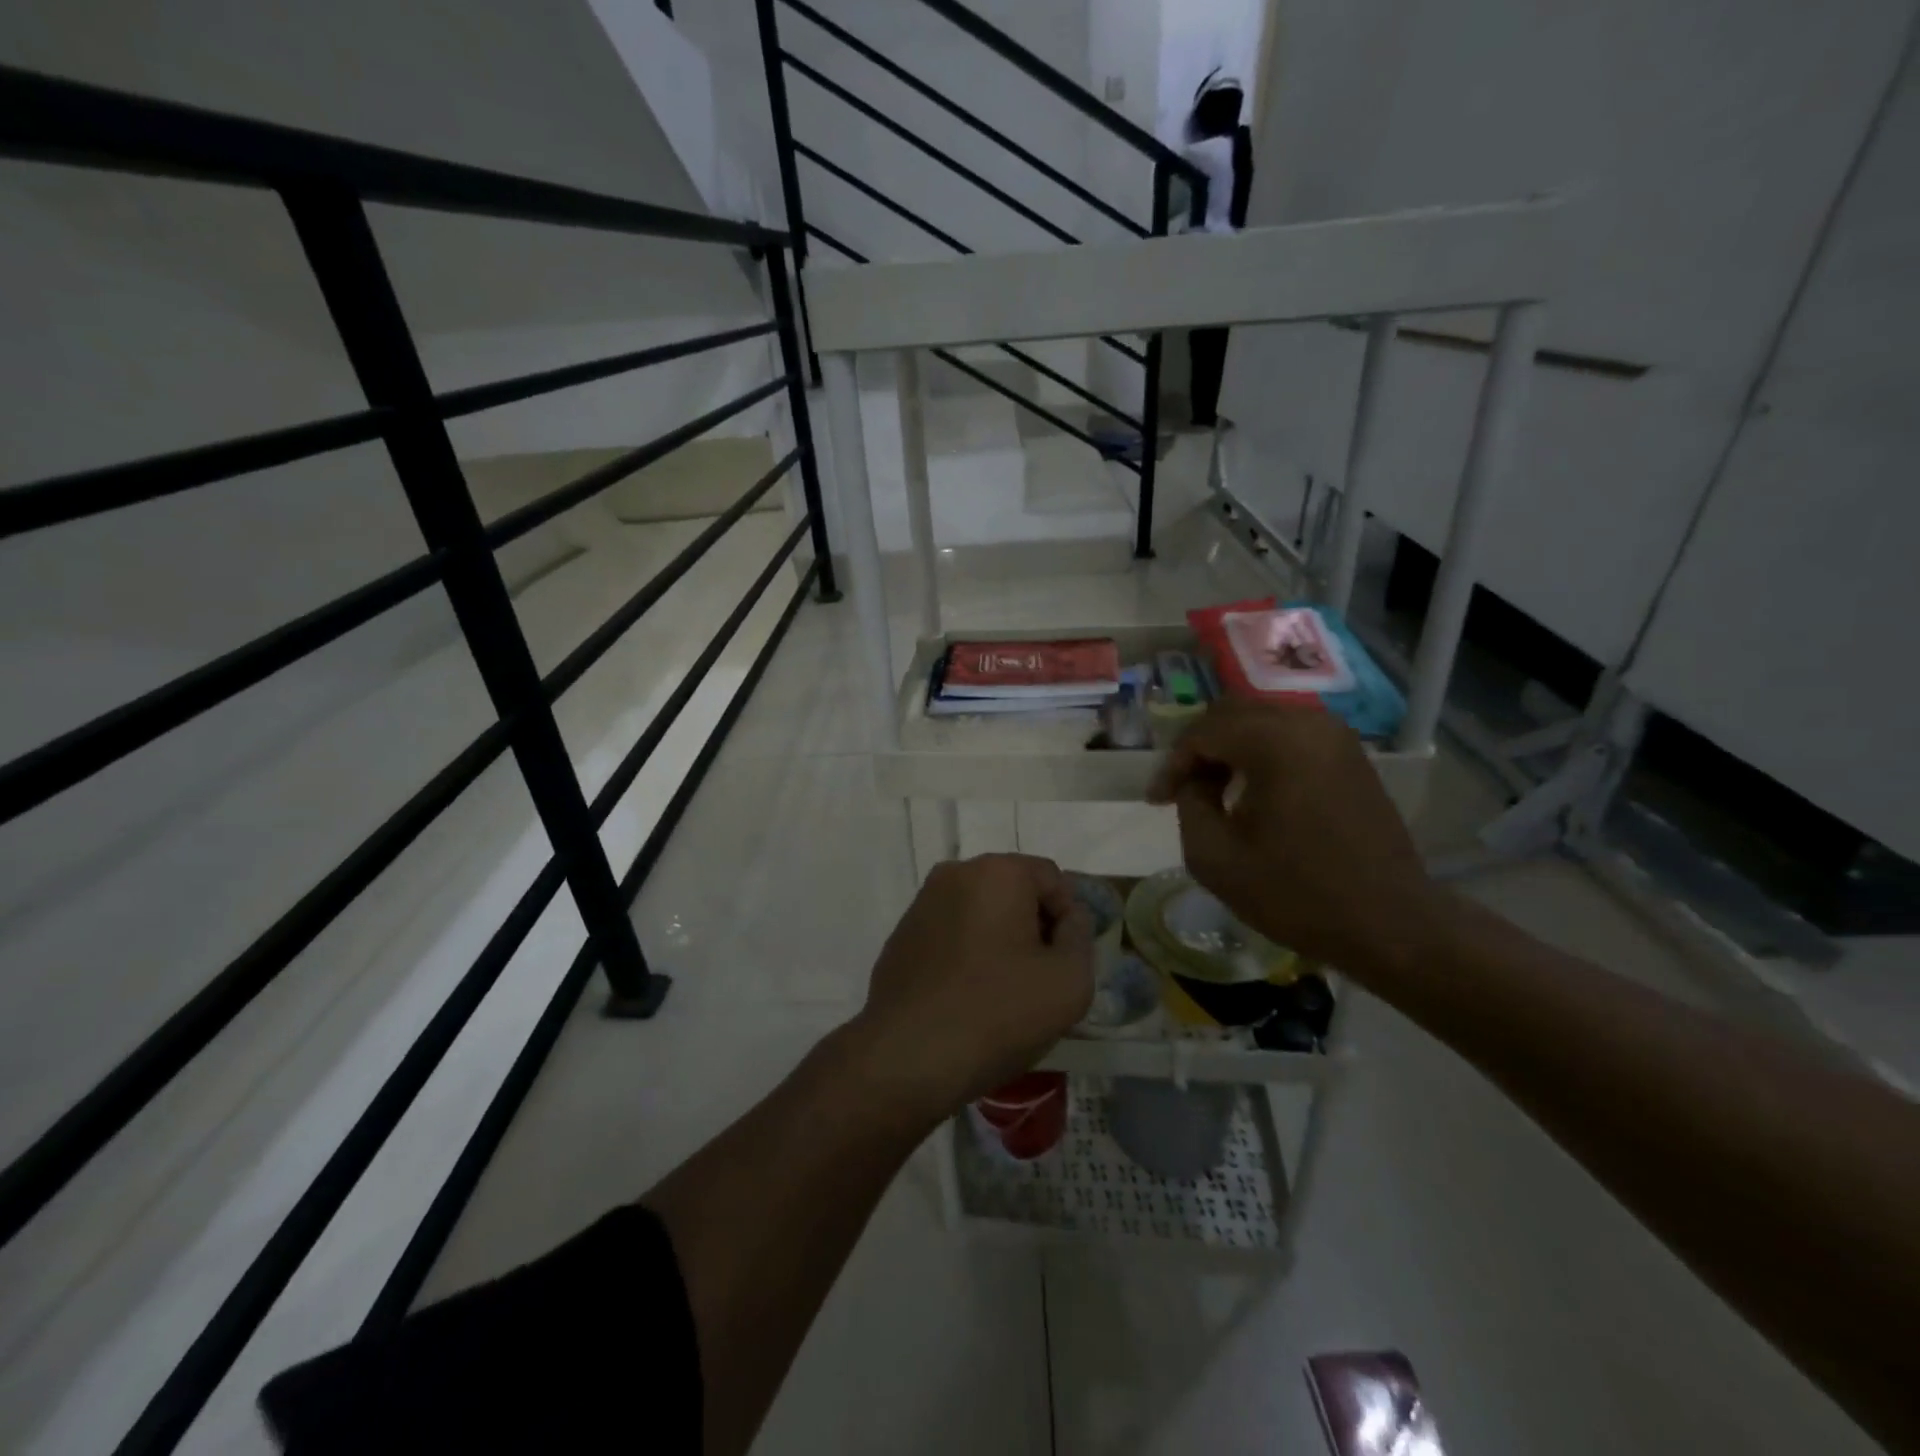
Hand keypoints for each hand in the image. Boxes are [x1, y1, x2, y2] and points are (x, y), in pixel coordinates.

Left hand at [848, 854, 1092, 1122]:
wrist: (908, 1056)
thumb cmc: (998, 1012)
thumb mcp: (1069, 980)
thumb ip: (1080, 937)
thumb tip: (1069, 918)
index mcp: (997, 872)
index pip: (1052, 879)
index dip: (1069, 919)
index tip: (1066, 963)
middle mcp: (955, 874)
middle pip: (1013, 891)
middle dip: (1033, 927)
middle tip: (1041, 978)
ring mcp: (922, 904)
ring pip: (980, 912)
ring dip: (1000, 940)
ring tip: (1005, 991)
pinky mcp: (901, 936)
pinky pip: (951, 933)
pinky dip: (967, 953)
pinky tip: (969, 997)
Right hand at [1147, 700, 1443, 979]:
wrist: (1389, 925)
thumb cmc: (1296, 894)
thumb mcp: (1214, 857)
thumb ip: (1189, 804)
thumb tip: (1196, 782)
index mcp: (1275, 742)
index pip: (1203, 732)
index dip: (1172, 764)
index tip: (1155, 801)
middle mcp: (1308, 723)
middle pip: (1233, 712)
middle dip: (1199, 747)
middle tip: (1180, 787)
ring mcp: (1336, 736)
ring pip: (1263, 719)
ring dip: (1230, 746)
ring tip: (1212, 787)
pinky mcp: (1352, 755)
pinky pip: (1292, 735)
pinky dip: (1262, 751)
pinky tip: (1252, 789)